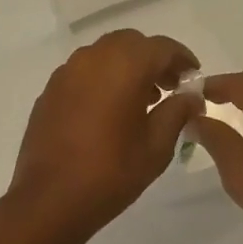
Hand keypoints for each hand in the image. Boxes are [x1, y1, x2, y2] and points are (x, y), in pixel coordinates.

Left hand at [7, 30, 201, 243]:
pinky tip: (109, 110)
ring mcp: (65, 73)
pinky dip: (102, 79)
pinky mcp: (49, 91)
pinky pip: (83, 72)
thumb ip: (177, 112)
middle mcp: (92, 59)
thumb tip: (190, 96)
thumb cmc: (111, 173)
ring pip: (104, 54)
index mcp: (123, 66)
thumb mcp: (156, 146)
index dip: (182, 59)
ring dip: (126, 67)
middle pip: (130, 43)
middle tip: (169, 88)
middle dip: (153, 60)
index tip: (193, 78)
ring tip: (142, 100)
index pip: (161, 47)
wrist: (50, 199)